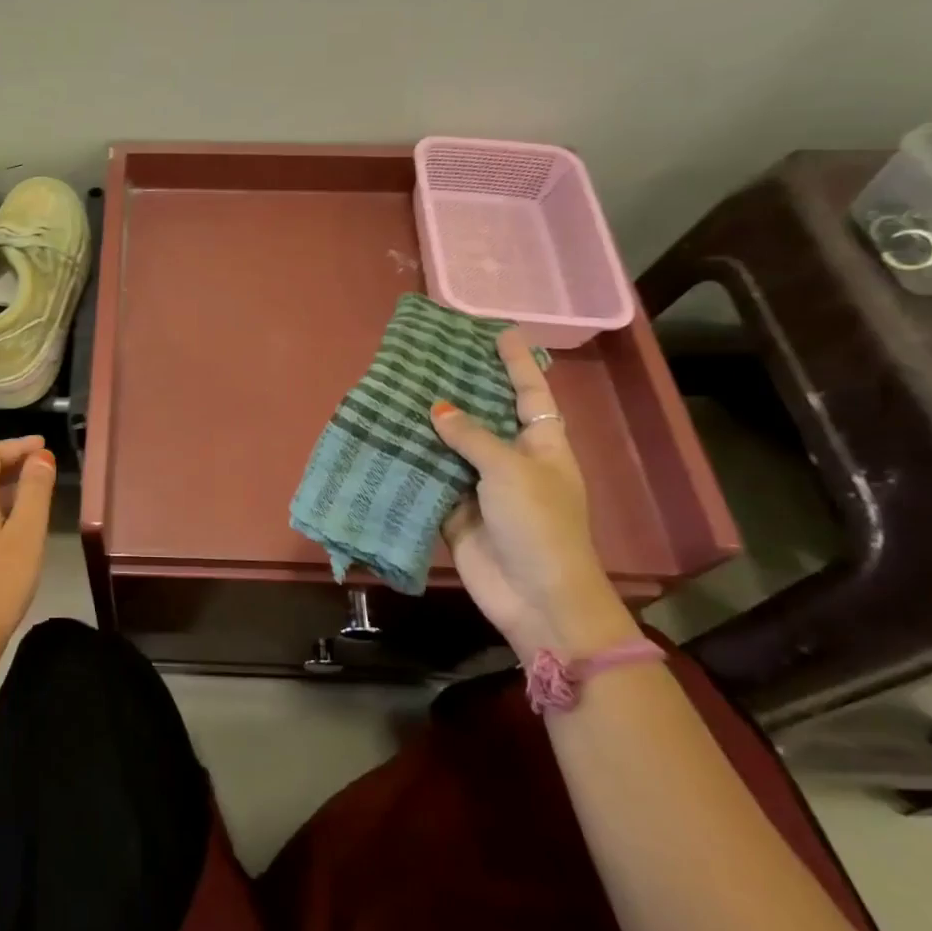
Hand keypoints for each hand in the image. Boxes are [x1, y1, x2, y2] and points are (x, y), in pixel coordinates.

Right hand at [427, 329, 633, 660]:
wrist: (535, 597)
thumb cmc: (538, 525)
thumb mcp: (511, 470)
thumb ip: (472, 436)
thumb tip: (437, 408)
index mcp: (542, 445)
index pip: (529, 393)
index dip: (516, 363)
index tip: (499, 333)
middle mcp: (513, 460)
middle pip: (486, 415)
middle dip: (463, 388)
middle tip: (432, 357)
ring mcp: (482, 487)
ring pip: (453, 446)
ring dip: (430, 425)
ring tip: (400, 389)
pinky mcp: (455, 511)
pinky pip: (432, 478)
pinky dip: (414, 462)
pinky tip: (389, 438)